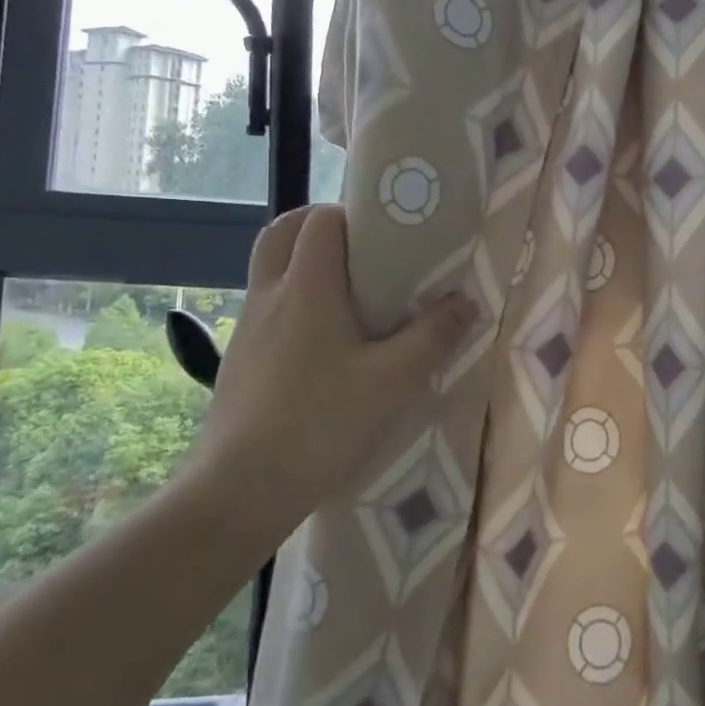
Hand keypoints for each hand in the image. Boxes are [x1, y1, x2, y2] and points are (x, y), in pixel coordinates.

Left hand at [185, 205, 474, 542]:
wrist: (238, 492)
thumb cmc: (320, 424)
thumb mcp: (393, 382)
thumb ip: (434, 336)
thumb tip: (466, 302)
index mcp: (307, 288)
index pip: (320, 220)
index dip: (352, 214)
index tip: (387, 234)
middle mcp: (270, 295)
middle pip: (283, 232)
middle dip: (320, 226)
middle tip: (362, 250)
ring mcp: (248, 328)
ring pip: (271, 269)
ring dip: (305, 263)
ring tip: (350, 295)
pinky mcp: (239, 359)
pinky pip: (267, 306)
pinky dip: (294, 301)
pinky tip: (324, 343)